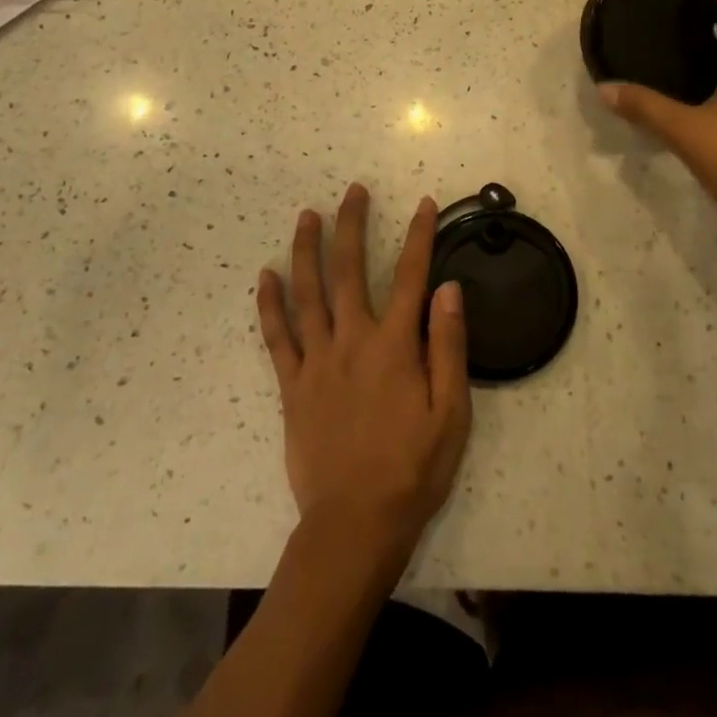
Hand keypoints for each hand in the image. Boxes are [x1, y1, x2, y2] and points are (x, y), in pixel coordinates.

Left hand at [256, 184, 470, 560]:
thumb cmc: (413, 469)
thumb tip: (448, 288)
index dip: (419, 236)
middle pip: (350, 270)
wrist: (355, 525)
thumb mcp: (451, 413)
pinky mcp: (292, 386)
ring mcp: (318, 361)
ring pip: (308, 293)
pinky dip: (269, 304)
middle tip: (353, 191)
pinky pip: (277, 337)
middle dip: (352, 225)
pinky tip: (265, 276)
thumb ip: (449, 346)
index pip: (411, 276)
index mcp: (396, 346)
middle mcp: (353, 340)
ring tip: (307, 215)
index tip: (423, 203)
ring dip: (307, 250)